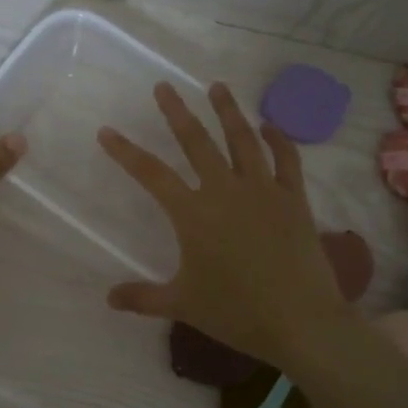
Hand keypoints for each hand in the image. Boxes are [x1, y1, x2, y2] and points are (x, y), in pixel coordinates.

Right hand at [97, 82, 352, 374]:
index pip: (151, 174)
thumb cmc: (236, 312)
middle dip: (177, 112)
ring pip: (243, 139)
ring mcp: (264, 190)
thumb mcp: (182, 305)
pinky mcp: (294, 199)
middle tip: (164, 86)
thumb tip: (108, 299)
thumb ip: (143, 297)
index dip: (125, 152)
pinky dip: (279, 139)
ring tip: (217, 87)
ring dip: (228, 111)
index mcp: (193, 213)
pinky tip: (270, 125)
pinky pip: (287, 160)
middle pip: (196, 141)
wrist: (301, 321)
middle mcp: (226, 190)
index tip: (107, 131)